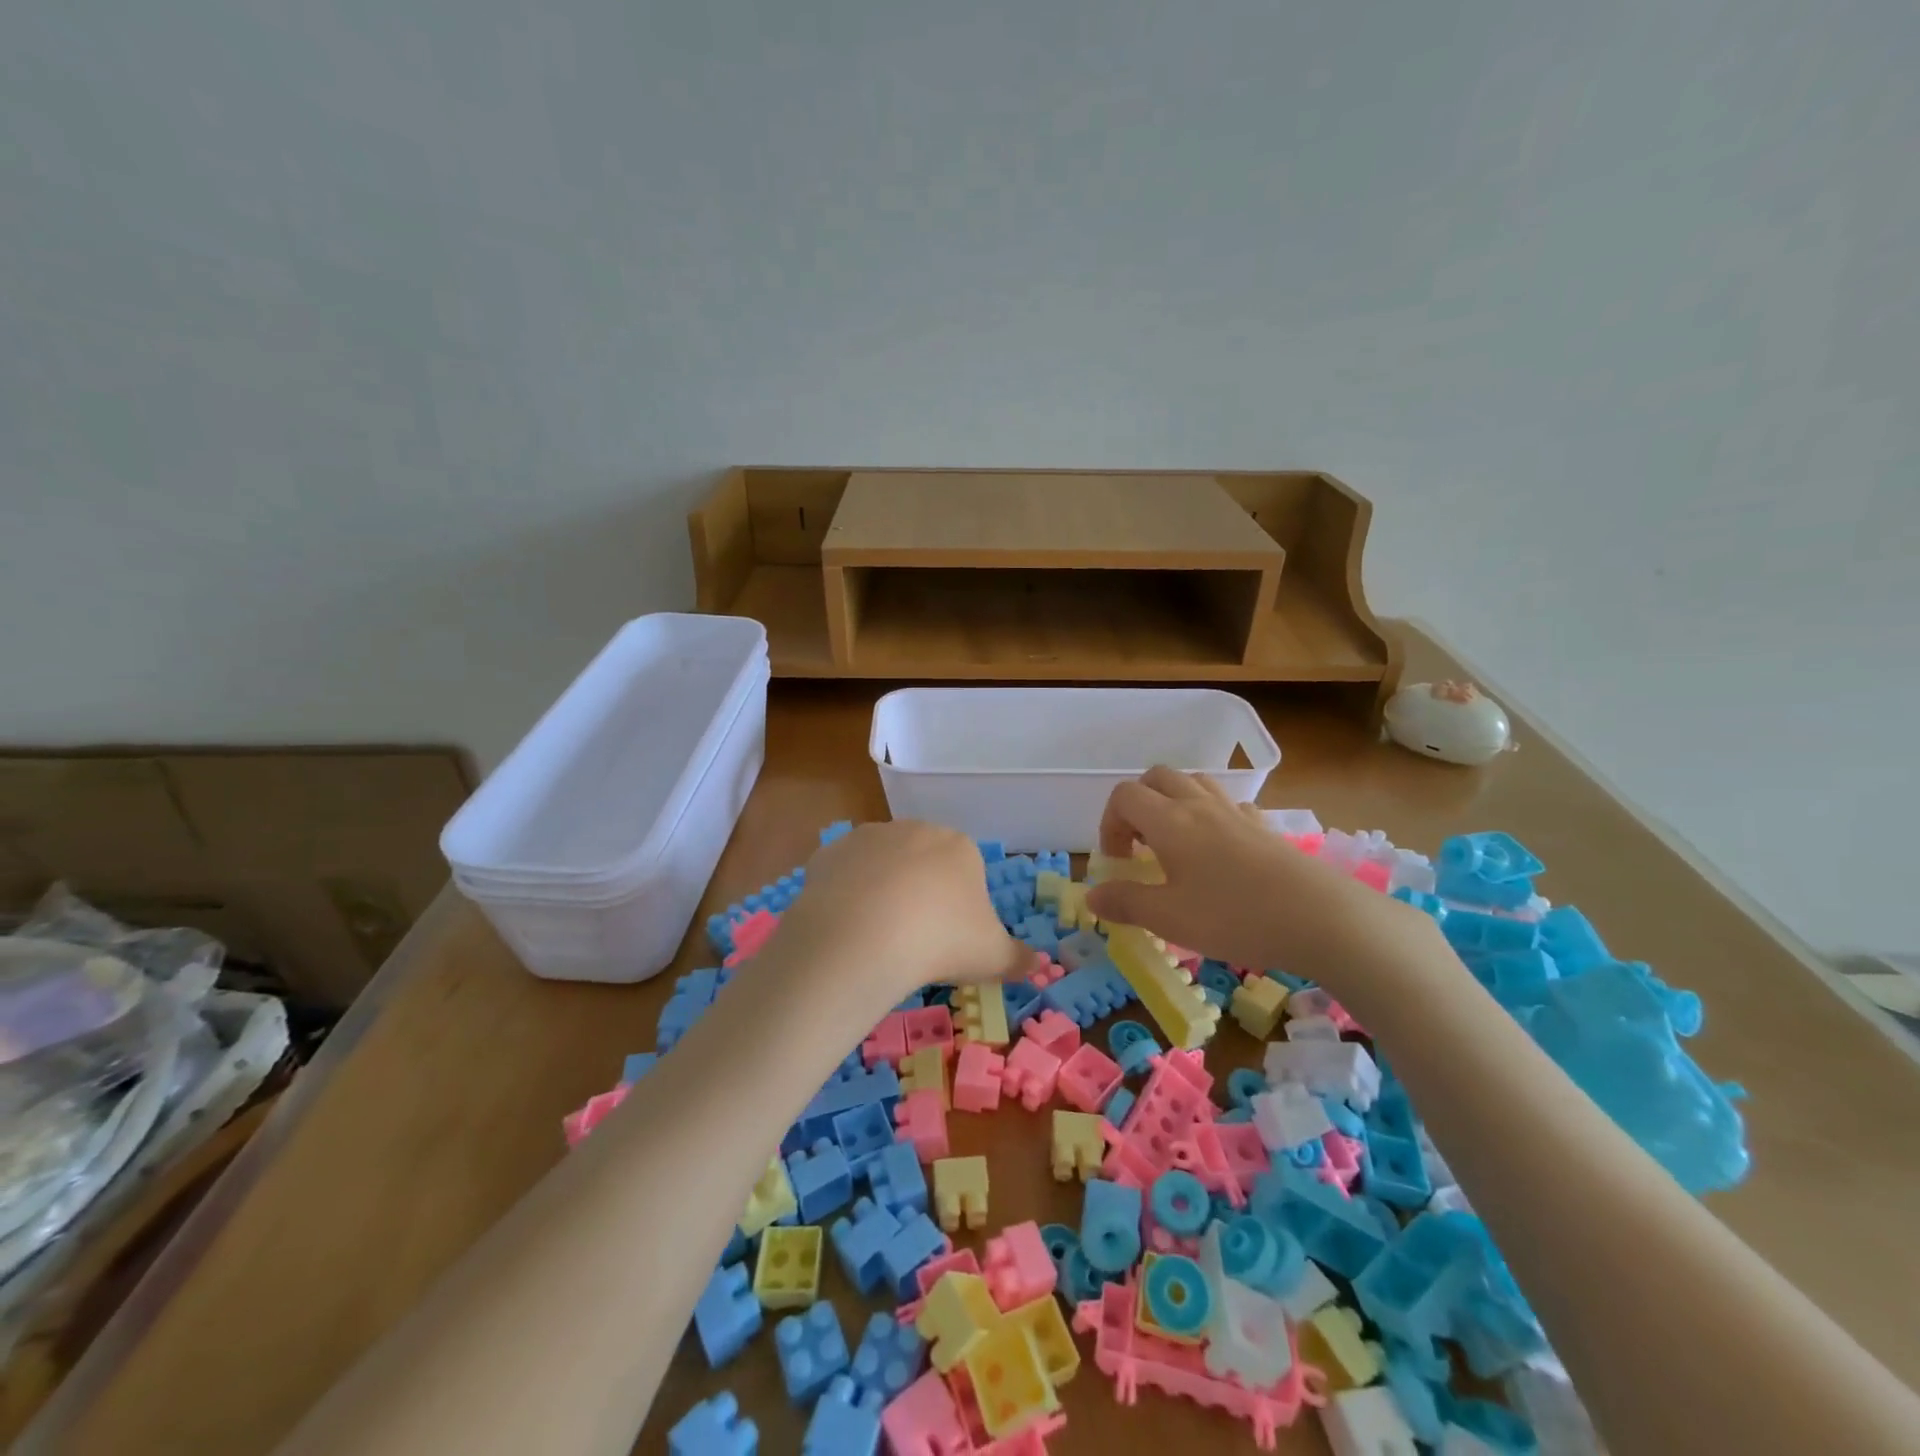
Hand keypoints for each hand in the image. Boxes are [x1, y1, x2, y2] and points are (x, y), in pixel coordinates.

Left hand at [763, 820, 1032, 1005]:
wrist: (865, 936)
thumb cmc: (941, 941)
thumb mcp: (992, 956)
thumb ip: (1019, 959)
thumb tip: (1040, 966)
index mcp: (959, 846)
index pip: (965, 870)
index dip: (959, 905)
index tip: (950, 938)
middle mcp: (914, 829)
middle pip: (922, 861)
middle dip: (920, 891)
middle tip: (914, 937)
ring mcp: (869, 837)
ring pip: (881, 864)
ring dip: (881, 889)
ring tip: (877, 935)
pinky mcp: (830, 852)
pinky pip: (844, 873)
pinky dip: (846, 894)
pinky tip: (846, 925)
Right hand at [1083, 766, 1438, 980]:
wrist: (1321, 918)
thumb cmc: (1234, 917)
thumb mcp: (1169, 919)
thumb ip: (1125, 903)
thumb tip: (1092, 895)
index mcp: (1169, 821)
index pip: (1124, 796)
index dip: (1110, 823)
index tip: (1119, 862)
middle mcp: (1199, 805)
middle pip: (1157, 777)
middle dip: (1138, 804)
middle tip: (1140, 846)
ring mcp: (1236, 813)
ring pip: (1195, 782)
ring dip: (1174, 802)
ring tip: (1175, 843)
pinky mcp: (1265, 827)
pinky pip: (1229, 803)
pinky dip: (1211, 815)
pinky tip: (1218, 850)